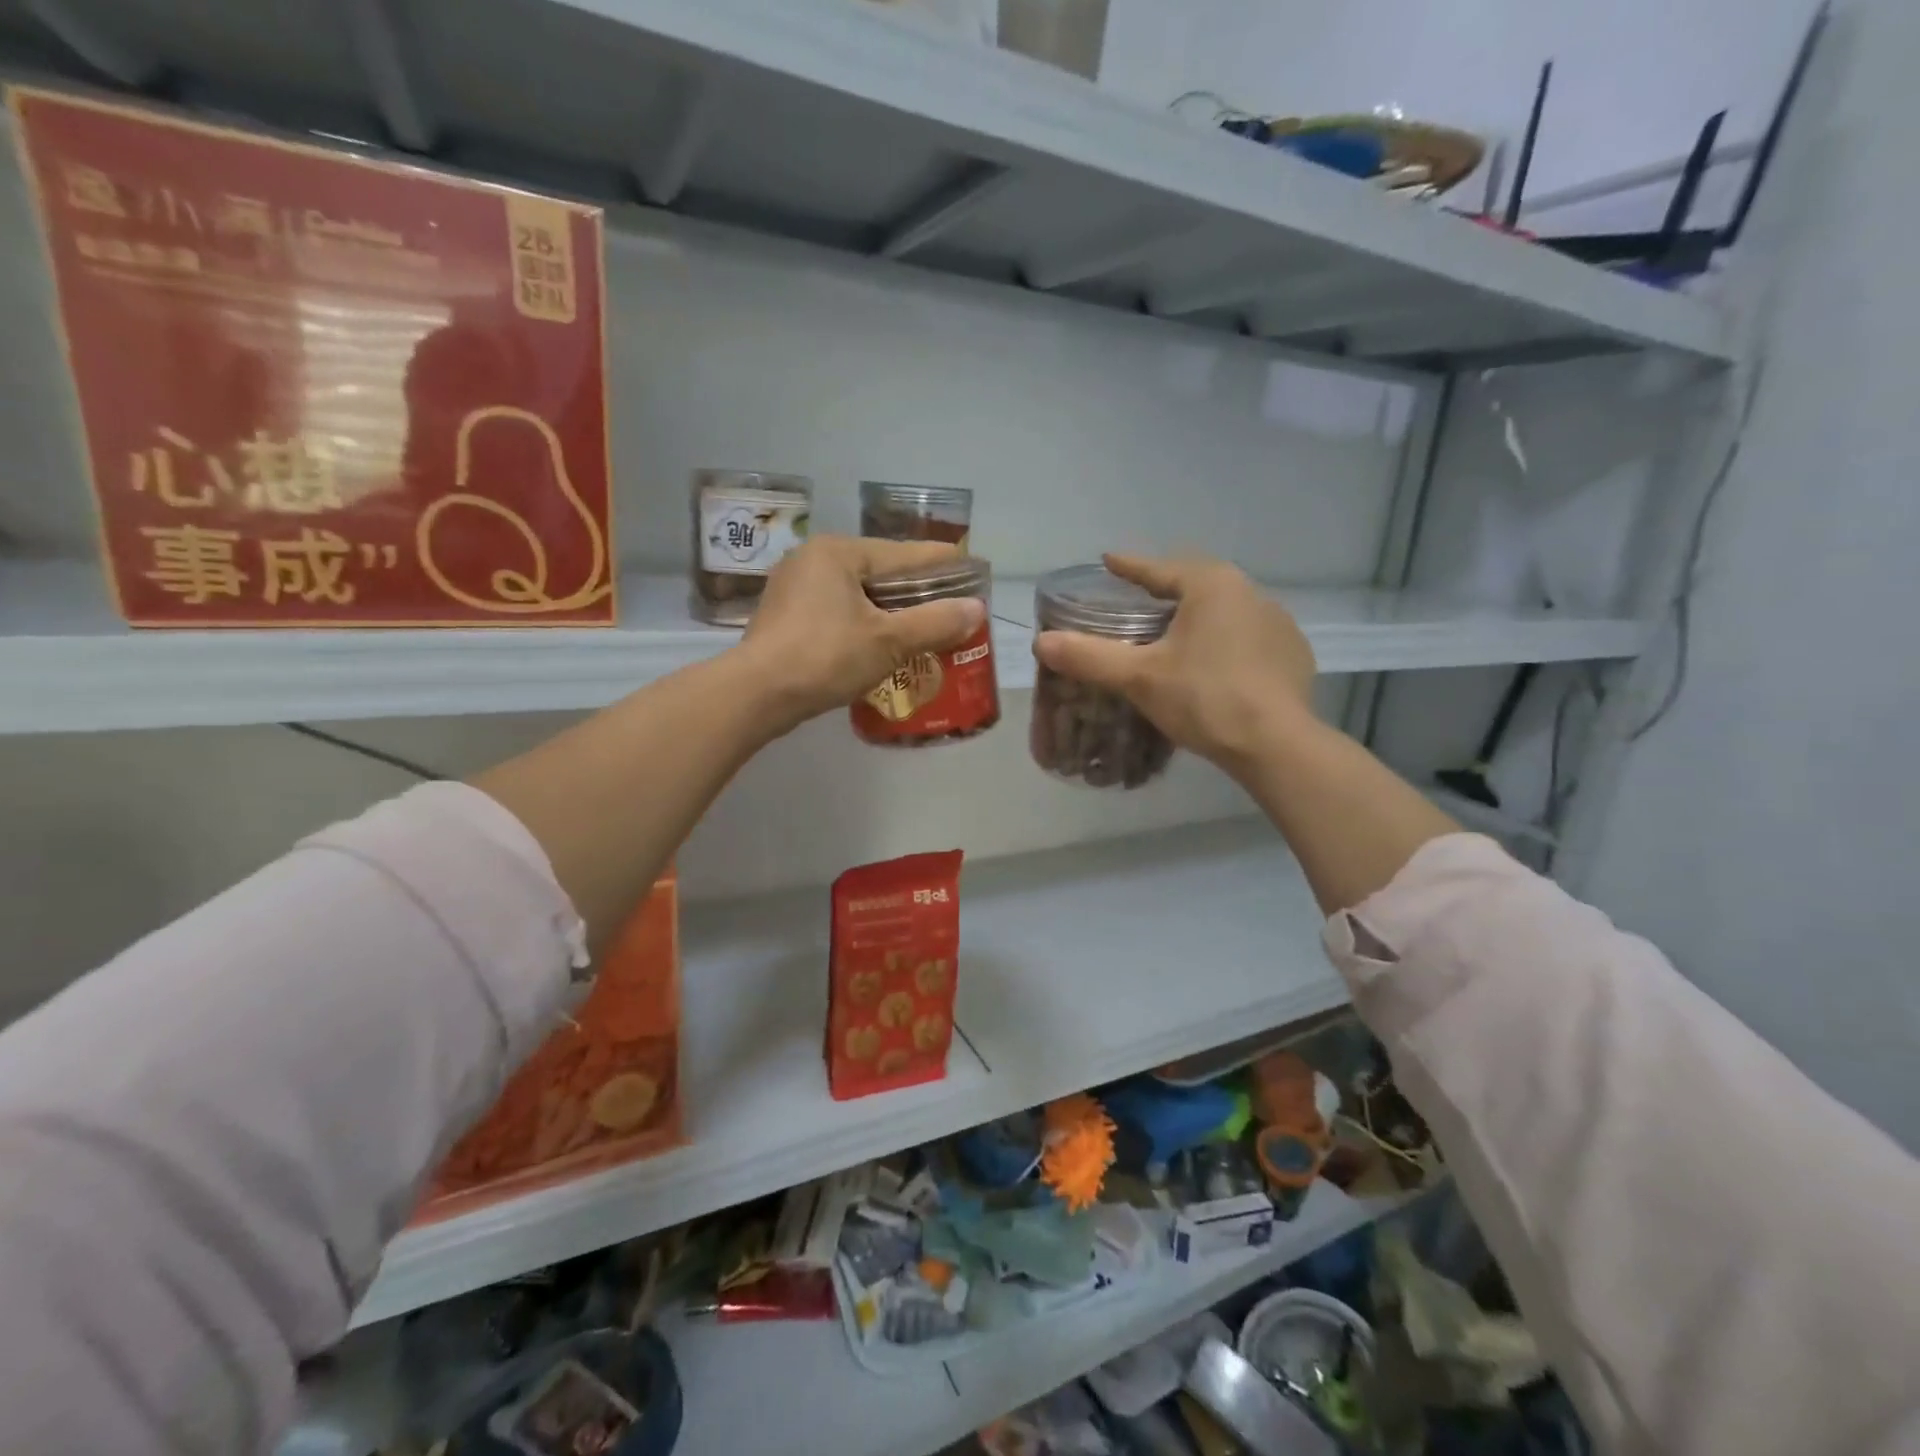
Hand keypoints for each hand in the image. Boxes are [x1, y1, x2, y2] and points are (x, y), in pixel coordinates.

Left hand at [741, 536, 986, 731]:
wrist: (756, 695)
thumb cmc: (825, 656)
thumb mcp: (888, 641)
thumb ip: (935, 623)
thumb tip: (976, 609)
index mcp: (839, 552)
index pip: (904, 554)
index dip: (942, 564)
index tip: (972, 570)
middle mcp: (814, 560)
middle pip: (880, 573)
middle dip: (916, 593)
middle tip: (951, 608)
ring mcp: (794, 589)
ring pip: (858, 595)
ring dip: (890, 612)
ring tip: (923, 629)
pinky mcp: (786, 618)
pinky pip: (838, 613)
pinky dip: (864, 625)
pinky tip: (882, 645)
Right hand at [1033, 554, 1315, 775]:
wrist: (1276, 744)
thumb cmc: (1204, 698)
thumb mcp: (1139, 677)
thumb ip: (1089, 656)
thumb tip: (1042, 642)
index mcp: (1212, 586)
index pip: (1160, 569)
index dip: (1130, 567)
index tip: (1109, 561)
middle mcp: (1250, 593)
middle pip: (1196, 584)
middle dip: (1166, 589)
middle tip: (1139, 600)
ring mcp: (1279, 623)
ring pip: (1226, 611)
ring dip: (1199, 617)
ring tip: (1177, 635)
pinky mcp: (1293, 654)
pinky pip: (1249, 637)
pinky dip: (1226, 643)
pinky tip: (1216, 665)